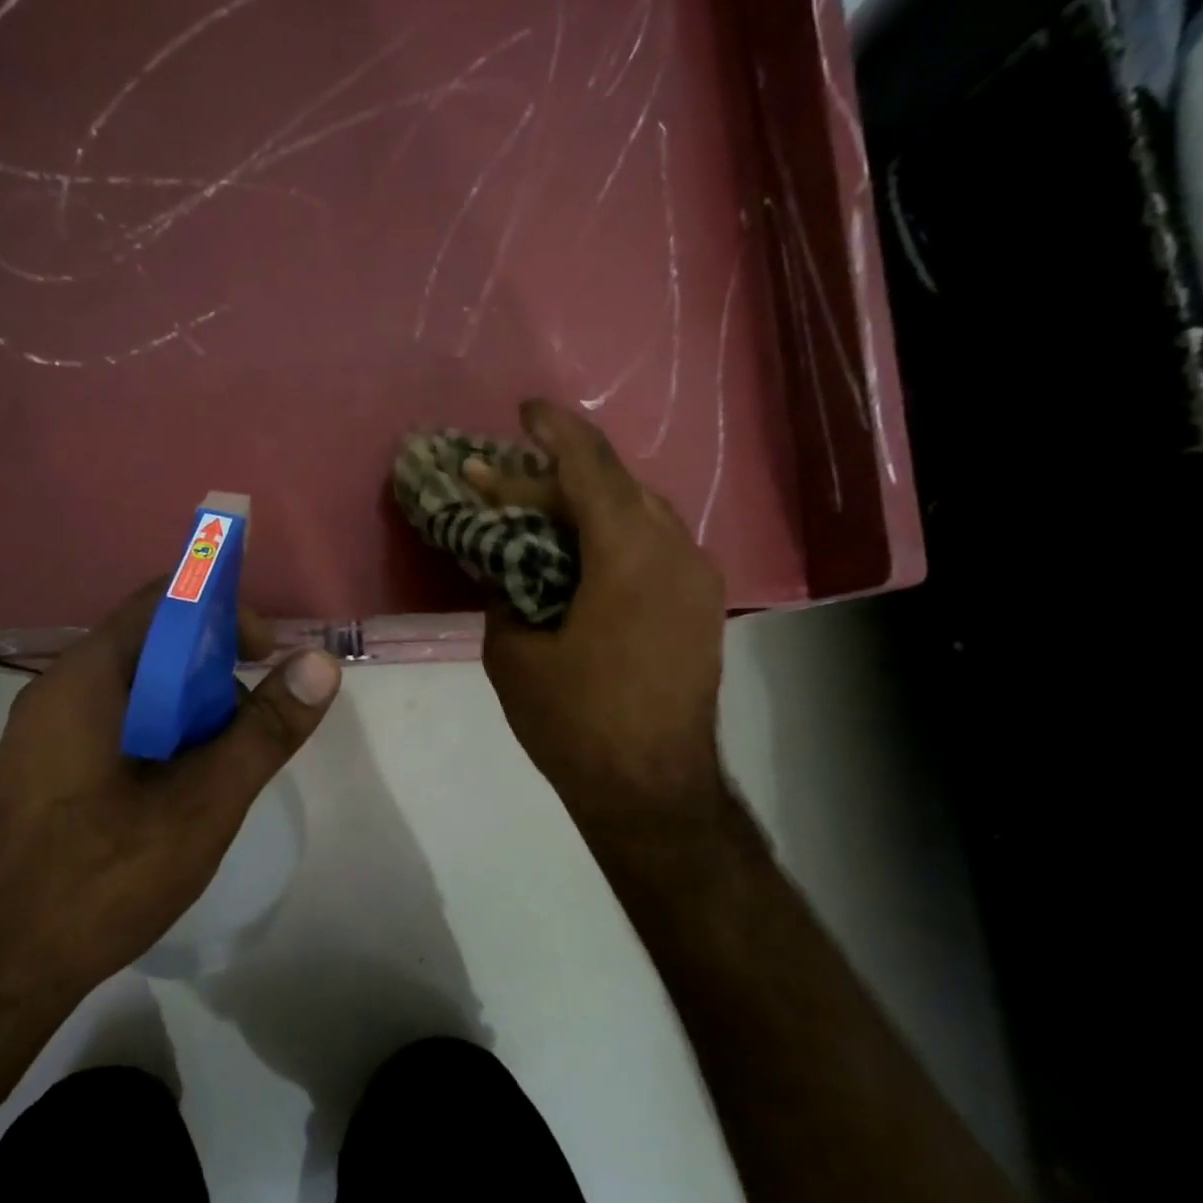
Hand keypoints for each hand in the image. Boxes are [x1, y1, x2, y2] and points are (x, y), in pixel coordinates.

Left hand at [0, 582, 340, 1017]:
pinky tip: (182, 792)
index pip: (163, 601)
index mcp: (87, 678)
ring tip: (222, 767)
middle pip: (153, 645)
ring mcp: (48, 732)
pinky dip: (165, 737)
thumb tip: (321, 662)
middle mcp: (60, 690)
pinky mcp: (48, 770)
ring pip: (140, 690)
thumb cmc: (101, 878)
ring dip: (193, 711)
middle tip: (252, 725)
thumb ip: (265, 729)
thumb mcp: (203, 802)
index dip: (225, 612)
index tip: (268, 655)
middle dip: (216, 672)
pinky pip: (119, 725)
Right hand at [477, 400, 728, 842]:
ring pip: (639, 511)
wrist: (652, 791)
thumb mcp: (513, 654)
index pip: (590, 468)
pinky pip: (654, 544)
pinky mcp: (700, 604)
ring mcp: (696, 578)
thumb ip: (505, 593)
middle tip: (501, 482)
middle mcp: (675, 551)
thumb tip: (506, 567)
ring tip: (538, 512)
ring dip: (587, 504)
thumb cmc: (576, 725)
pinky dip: (612, 533)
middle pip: (613, 486)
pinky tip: (579, 551)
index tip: (522, 411)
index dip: (553, 431)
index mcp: (629, 557)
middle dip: (554, 476)